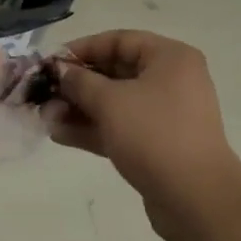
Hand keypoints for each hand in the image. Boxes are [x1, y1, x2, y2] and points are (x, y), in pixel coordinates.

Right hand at [55, 29, 240, 240]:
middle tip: (43, 93)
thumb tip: (60, 71)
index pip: (119, 41)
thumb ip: (80, 82)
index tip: (51, 62)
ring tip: (45, 117)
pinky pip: (120, 127)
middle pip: (115, 72)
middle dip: (76, 84)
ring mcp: (165, 115)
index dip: (82, 49)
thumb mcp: (110, 102)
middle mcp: (171, 80)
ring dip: (79, 109)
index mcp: (170, 58)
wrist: (197, 200)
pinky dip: (93, 129)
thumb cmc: (155, 135)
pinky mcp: (158, 145)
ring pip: (114, 103)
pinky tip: (59, 135)